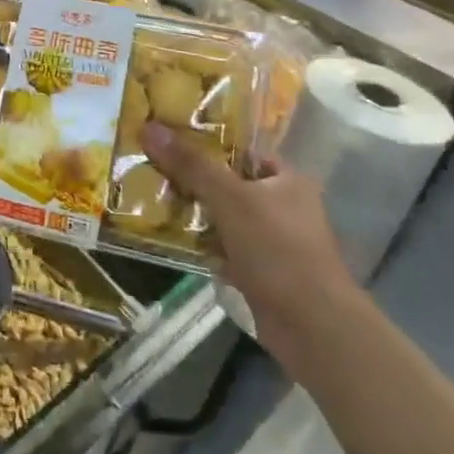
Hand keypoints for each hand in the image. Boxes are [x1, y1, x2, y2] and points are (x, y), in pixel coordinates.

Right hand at [141, 123, 361, 366]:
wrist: (310, 325)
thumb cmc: (278, 248)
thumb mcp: (230, 198)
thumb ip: (191, 164)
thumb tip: (149, 127)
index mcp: (286, 181)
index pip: (240, 151)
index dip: (205, 142)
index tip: (166, 137)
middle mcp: (280, 206)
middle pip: (225, 182)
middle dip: (189, 177)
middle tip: (146, 165)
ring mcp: (268, 240)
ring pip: (218, 215)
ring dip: (188, 211)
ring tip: (143, 194)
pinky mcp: (255, 270)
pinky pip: (217, 245)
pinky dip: (195, 241)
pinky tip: (162, 233)